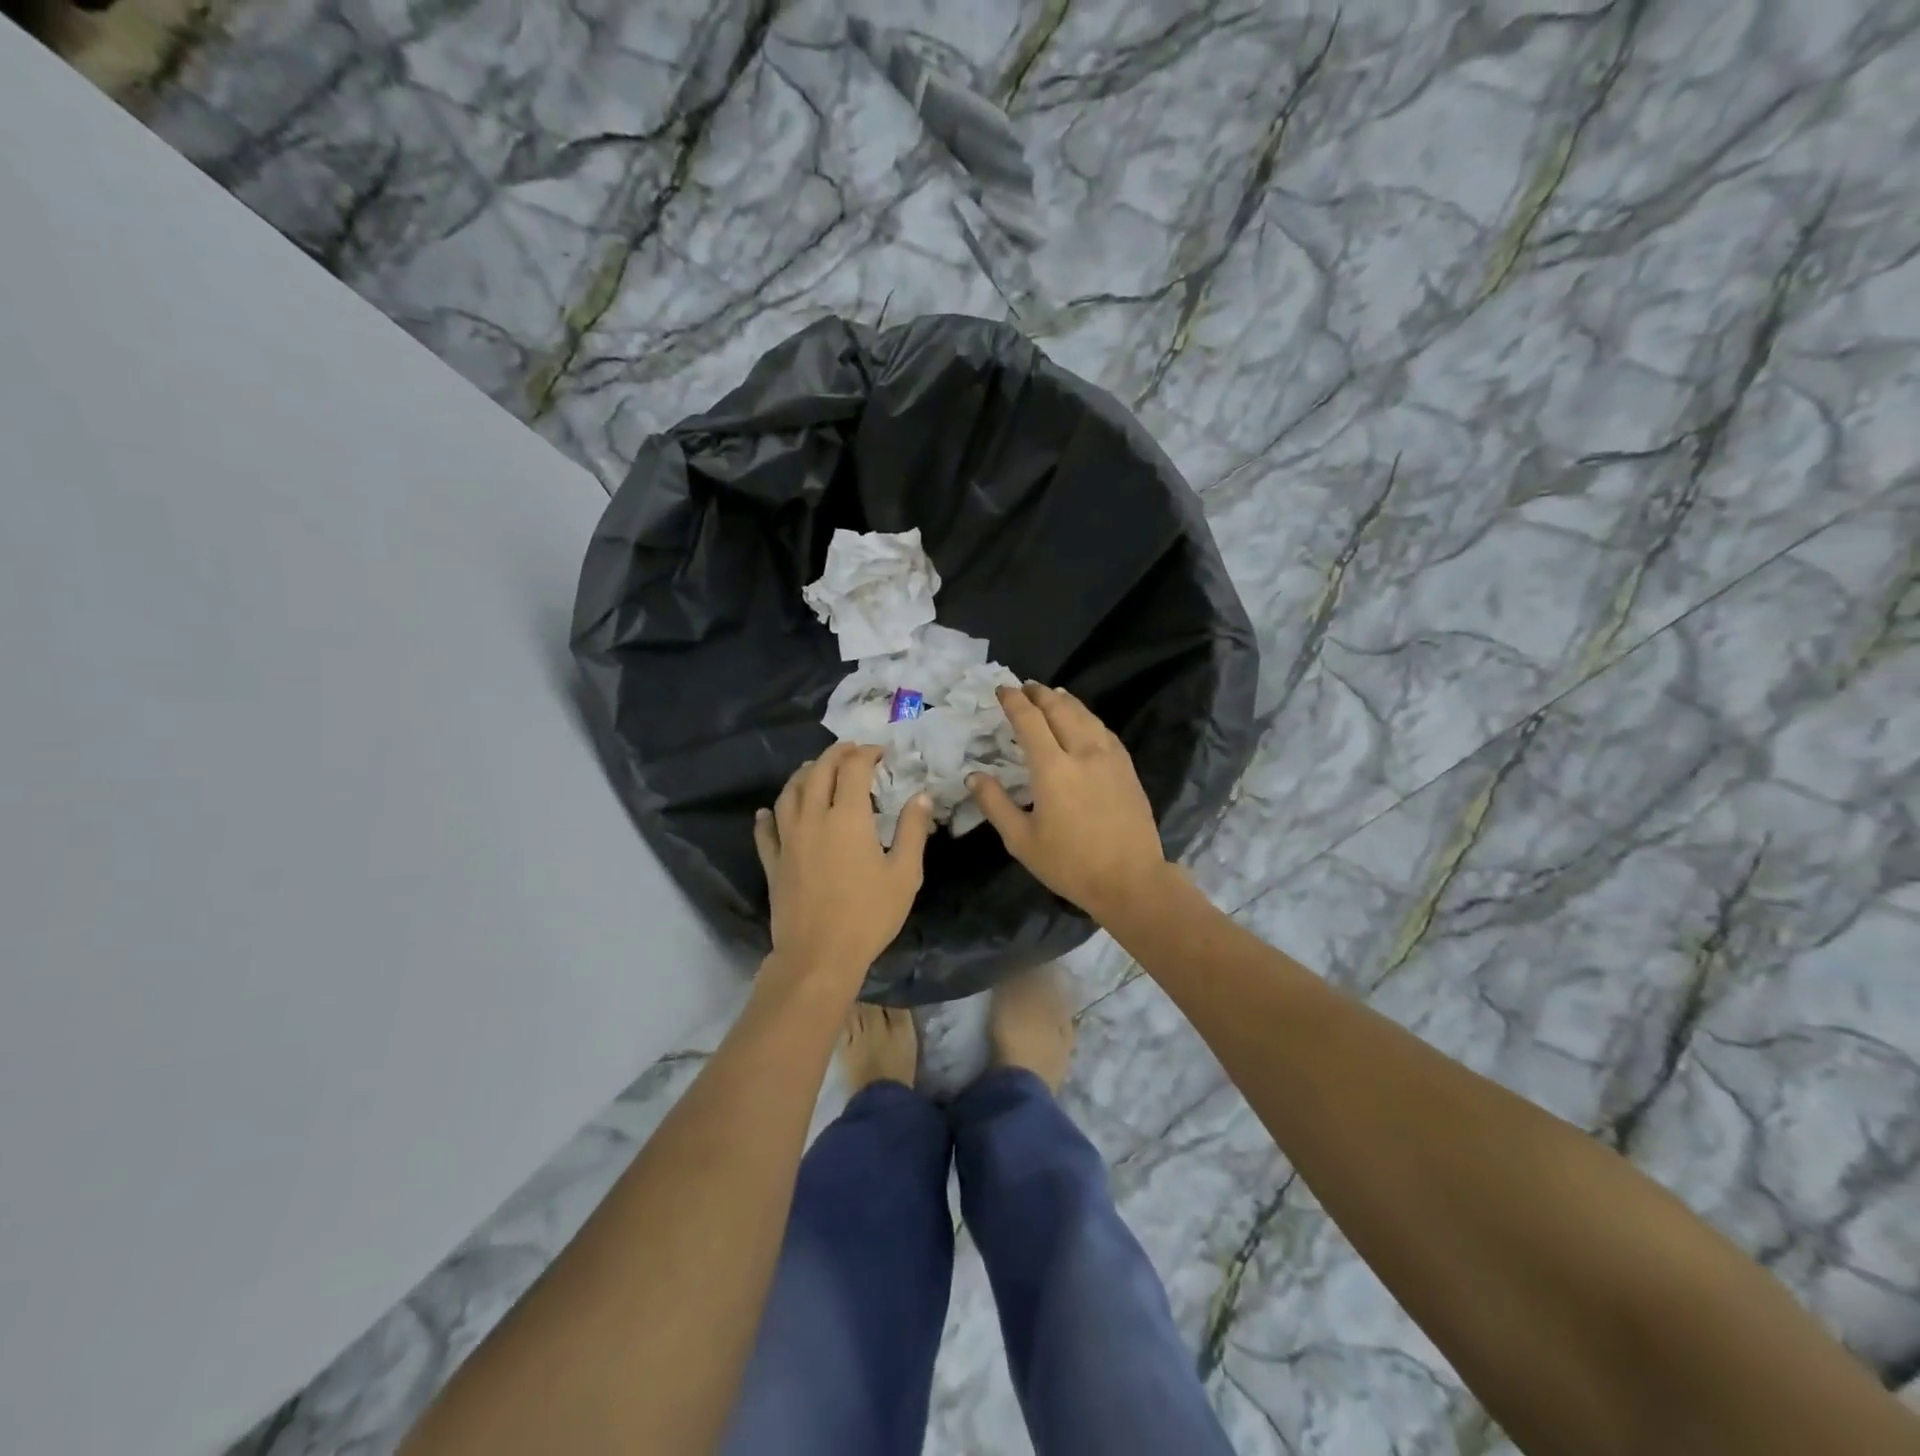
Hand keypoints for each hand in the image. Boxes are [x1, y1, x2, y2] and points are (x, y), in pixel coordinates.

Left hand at [753, 743, 932, 990]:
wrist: (819, 956)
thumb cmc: (869, 914)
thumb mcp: (905, 874)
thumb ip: (913, 830)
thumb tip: (921, 796)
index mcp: (848, 817)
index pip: (853, 769)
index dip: (866, 754)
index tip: (881, 752)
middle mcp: (813, 818)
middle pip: (817, 772)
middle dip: (834, 755)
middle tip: (850, 751)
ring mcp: (788, 840)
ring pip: (788, 794)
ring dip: (802, 775)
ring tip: (813, 769)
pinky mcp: (773, 863)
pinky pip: (765, 832)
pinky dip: (767, 817)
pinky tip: (767, 812)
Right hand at [967, 683, 1170, 921]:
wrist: (1131, 880)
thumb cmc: (1070, 864)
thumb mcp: (1021, 840)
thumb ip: (996, 804)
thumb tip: (974, 776)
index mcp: (1052, 768)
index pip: (1030, 721)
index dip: (1014, 701)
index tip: (1002, 690)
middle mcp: (1082, 752)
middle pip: (1060, 709)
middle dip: (1040, 694)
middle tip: (1025, 687)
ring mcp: (1110, 758)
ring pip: (1086, 715)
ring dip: (1065, 701)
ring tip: (1053, 694)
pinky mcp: (1127, 768)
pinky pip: (1104, 731)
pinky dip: (1087, 717)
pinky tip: (1084, 722)